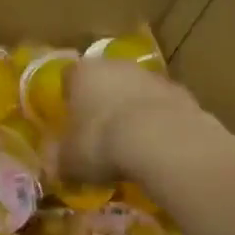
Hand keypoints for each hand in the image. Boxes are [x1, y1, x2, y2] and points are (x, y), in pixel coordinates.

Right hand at [60, 58, 203, 184]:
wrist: (162, 141)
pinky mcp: (181, 92)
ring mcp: (151, 76)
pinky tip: (158, 147)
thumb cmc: (102, 143)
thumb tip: (54, 168)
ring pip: (135, 91)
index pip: (69, 77)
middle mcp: (115, 66)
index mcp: (82, 73)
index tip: (70, 121)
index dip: (69, 98)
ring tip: (131, 144)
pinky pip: (162, 107)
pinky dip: (159, 122)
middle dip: (103, 101)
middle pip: (105, 79)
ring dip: (133, 110)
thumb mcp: (70, 161)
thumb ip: (60, 161)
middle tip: (100, 133)